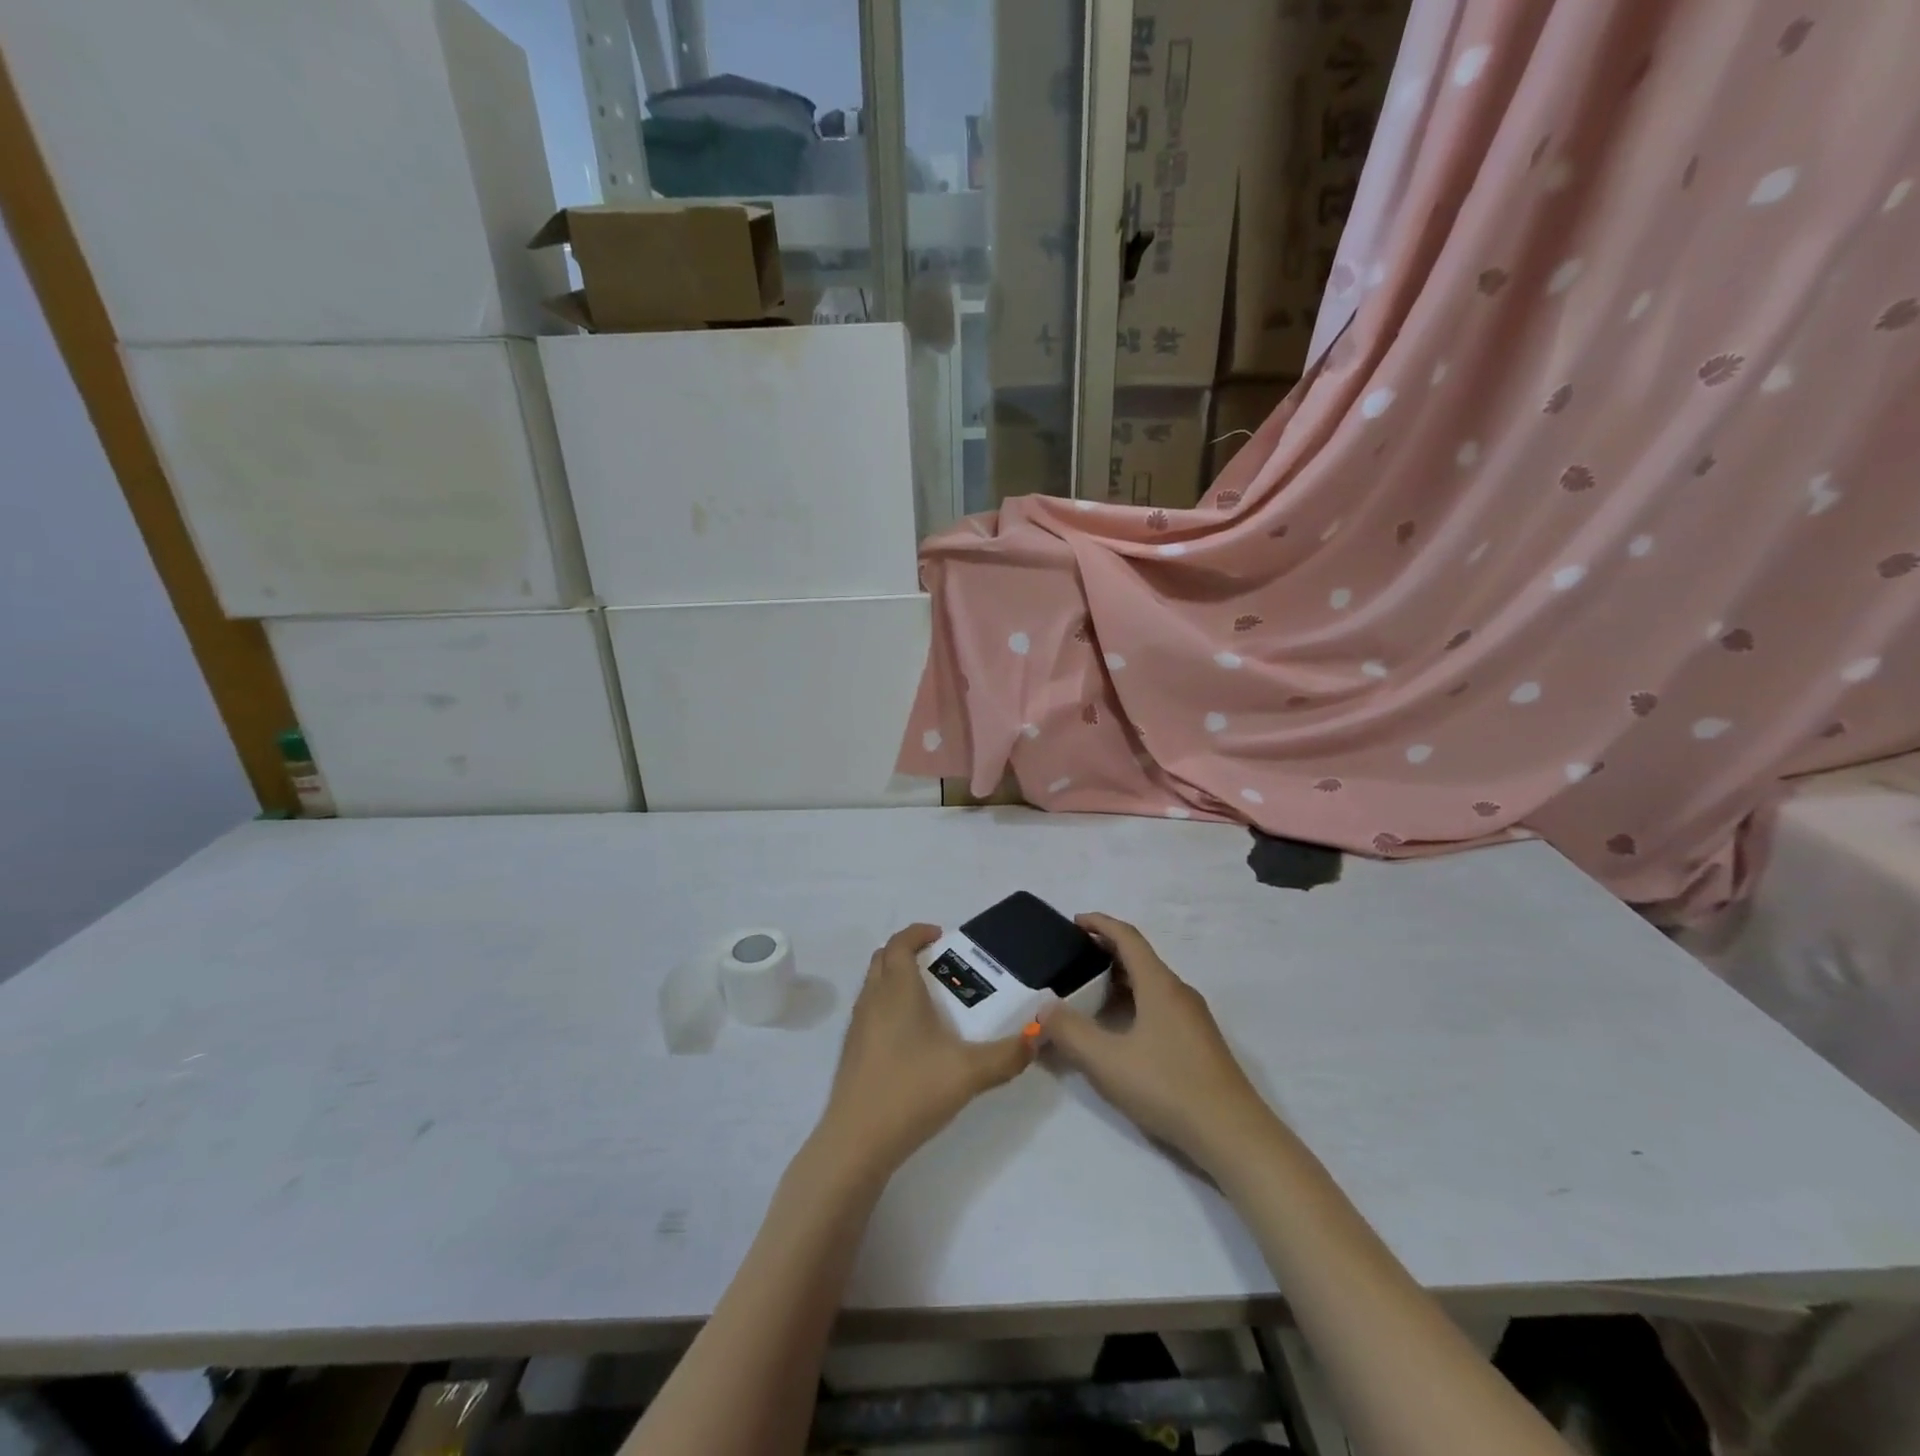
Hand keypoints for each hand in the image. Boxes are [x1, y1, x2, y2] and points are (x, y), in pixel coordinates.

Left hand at [817, 924, 1036, 1176]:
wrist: (857, 1141)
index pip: (899, 943)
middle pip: (883, 959)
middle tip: (940, 965)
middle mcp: (872, 999)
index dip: (917, 932)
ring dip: (897, 979)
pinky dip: (889, 1006)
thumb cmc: (912, 1091)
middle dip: (908, 952)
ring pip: (874, 985)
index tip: (941, 935)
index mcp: (897, 990)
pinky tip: (914, 1038)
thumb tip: (1037, 1036)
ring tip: (931, 1000)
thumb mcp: (970, 1072)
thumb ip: (1008, 1054)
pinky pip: (871, 1011)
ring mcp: (857, 1026)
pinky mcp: (852, 1052)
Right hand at [1042, 913, 1276, 1171]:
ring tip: (1089, 993)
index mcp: (1160, 985)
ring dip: (1120, 979)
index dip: (1100, 924)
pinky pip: (1160, 1005)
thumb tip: (1045, 1009)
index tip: (1075, 922)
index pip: (1128, 937)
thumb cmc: (1168, 1086)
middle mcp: (1179, 992)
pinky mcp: (1199, 1042)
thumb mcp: (1107, 1061)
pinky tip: (1120, 1029)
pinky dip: (1135, 1001)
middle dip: (1106, 952)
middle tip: (1074, 960)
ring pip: (1151, 983)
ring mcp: (1193, 1017)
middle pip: (1140, 958)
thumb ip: (1070, 1032)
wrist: (1233, 1134)